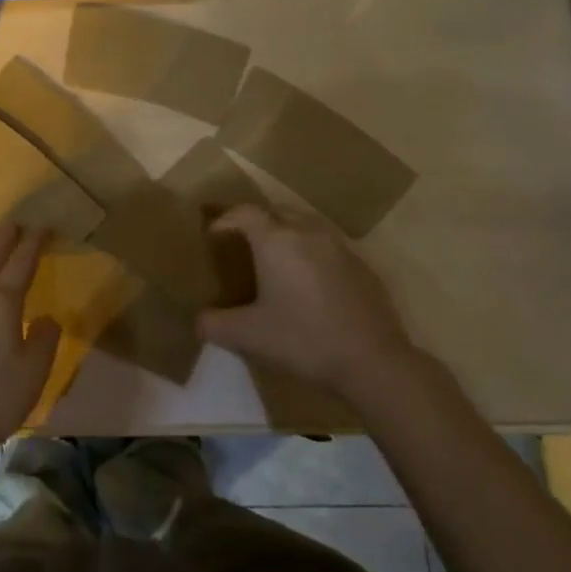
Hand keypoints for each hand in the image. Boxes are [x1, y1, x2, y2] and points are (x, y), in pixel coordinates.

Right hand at [196, 203, 413, 392]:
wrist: (372, 360)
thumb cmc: (302, 339)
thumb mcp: (246, 336)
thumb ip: (213, 324)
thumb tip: (199, 320)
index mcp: (276, 240)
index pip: (244, 212)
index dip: (224, 219)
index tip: (213, 235)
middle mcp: (307, 232)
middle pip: (275, 211)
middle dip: (255, 220)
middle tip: (241, 242)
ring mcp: (339, 246)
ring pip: (305, 224)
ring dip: (285, 233)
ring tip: (275, 258)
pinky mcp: (362, 266)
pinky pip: (327, 245)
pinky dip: (311, 252)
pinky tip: (309, 281)